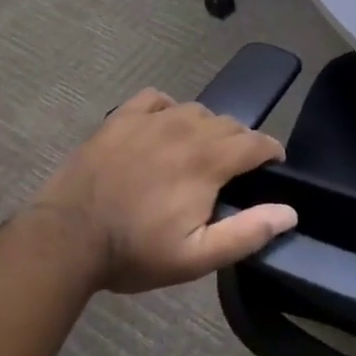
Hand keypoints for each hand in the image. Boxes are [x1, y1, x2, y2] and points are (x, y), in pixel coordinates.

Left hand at [29, 89, 296, 294]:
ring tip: (199, 152)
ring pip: (196, 110)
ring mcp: (151, 119)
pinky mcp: (121, 118)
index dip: (271, 152)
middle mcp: (186, 128)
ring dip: (208, 128)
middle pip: (230, 124)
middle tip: (233, 172)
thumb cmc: (134, 251)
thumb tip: (290, 211)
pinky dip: (169, 108)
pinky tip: (164, 127)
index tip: (273, 166)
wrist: (65, 239)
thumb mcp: (196, 257)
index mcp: (209, 160)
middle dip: (241, 143)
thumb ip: (247, 232)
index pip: (256, 142)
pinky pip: (157, 98)